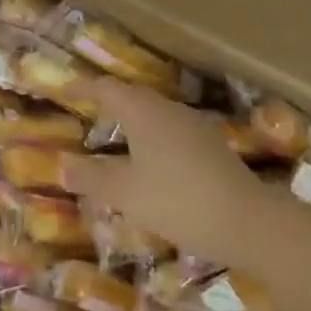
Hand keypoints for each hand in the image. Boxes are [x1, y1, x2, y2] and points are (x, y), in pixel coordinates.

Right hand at [64, 80, 266, 265]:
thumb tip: (62, 163)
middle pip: (132, 97)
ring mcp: (194, 126)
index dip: (82, 87)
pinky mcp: (211, 147)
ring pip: (154, 115)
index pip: (106, 88)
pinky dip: (152, 140)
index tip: (63, 91)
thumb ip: (91, 176)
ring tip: (113, 141)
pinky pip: (171, 132)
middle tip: (85, 115)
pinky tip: (150, 165)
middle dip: (107, 104)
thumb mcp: (125, 193)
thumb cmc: (177, 200)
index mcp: (143, 112)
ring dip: (131, 122)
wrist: (248, 222)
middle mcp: (168, 109)